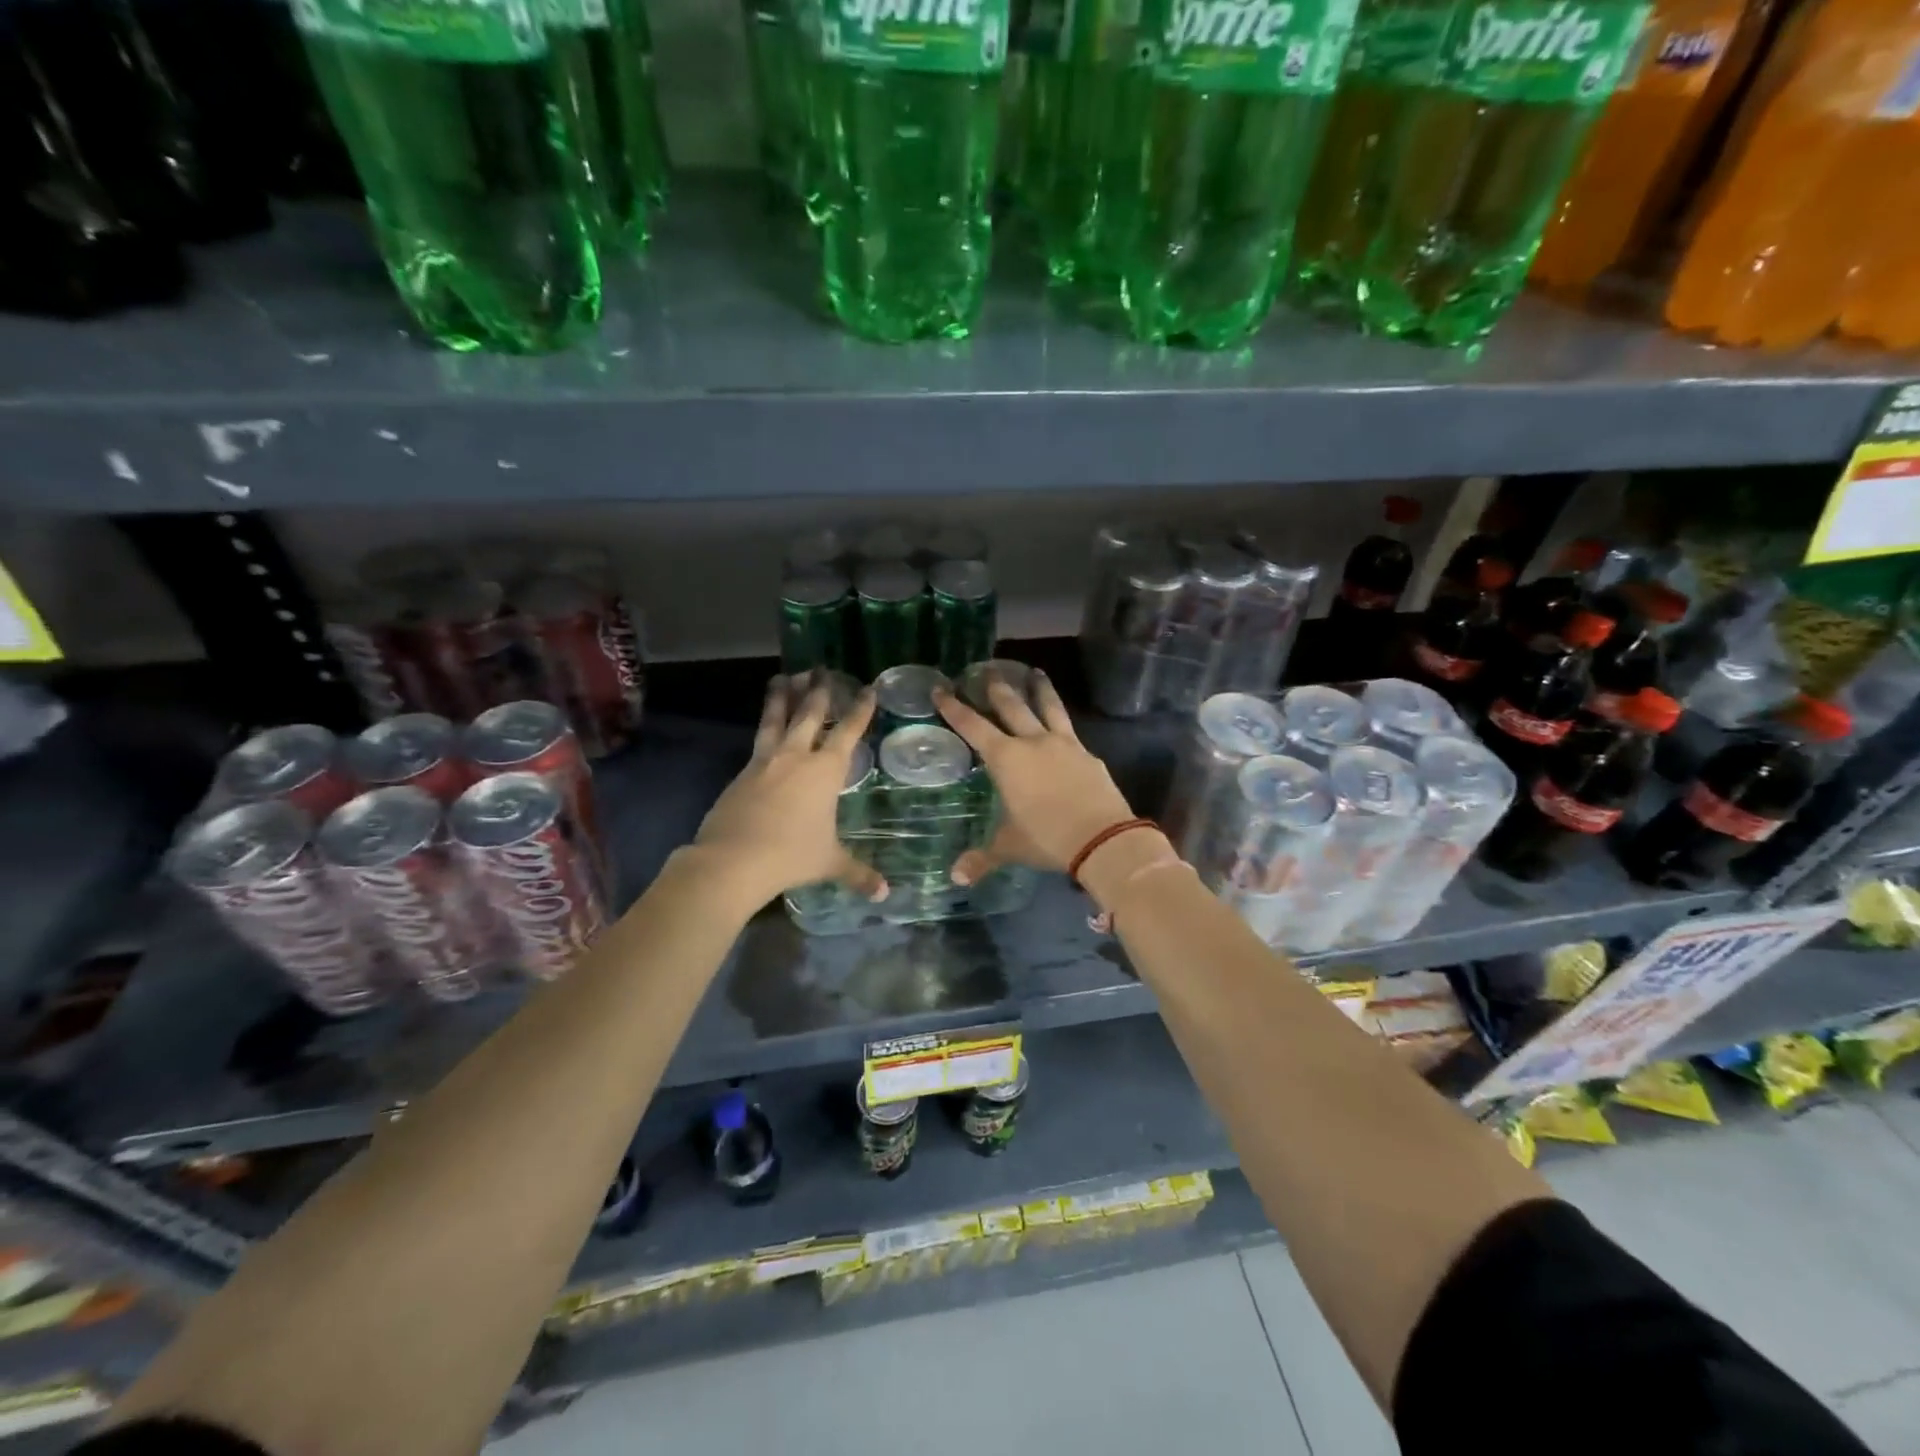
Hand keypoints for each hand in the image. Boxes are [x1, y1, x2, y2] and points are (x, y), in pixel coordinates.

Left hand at [692, 678, 887, 908]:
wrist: (732, 860)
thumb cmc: (791, 855)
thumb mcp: (829, 863)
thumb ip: (858, 873)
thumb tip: (884, 893)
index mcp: (825, 771)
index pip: (848, 732)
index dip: (860, 710)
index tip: (868, 689)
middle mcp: (796, 756)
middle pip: (810, 715)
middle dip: (819, 691)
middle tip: (821, 669)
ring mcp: (765, 761)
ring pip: (777, 719)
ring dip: (783, 696)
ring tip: (785, 676)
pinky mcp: (742, 772)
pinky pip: (758, 740)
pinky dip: (765, 725)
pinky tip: (766, 725)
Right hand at [933, 669, 1134, 885]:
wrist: (1103, 838)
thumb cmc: (1046, 838)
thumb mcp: (1010, 847)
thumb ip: (982, 858)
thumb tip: (956, 877)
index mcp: (1006, 759)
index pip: (973, 727)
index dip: (955, 708)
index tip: (941, 689)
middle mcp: (1033, 743)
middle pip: (1012, 707)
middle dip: (996, 688)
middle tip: (987, 670)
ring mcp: (1064, 745)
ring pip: (1048, 708)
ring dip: (1040, 689)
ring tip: (1036, 672)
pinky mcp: (1088, 755)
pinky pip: (1070, 732)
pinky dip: (1062, 723)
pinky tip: (1062, 725)